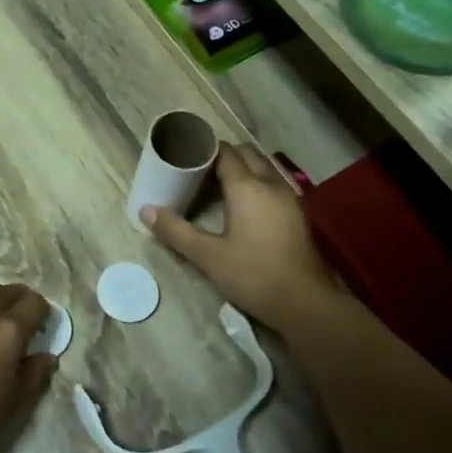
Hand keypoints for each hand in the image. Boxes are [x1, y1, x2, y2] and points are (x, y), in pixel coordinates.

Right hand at [144, 144, 342, 328]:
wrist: (306, 303)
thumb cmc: (253, 274)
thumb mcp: (208, 256)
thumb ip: (176, 231)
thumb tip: (145, 210)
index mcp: (247, 187)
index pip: (225, 152)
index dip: (205, 150)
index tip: (185, 156)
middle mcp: (270, 184)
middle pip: (247, 154)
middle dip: (224, 156)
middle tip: (199, 170)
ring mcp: (289, 198)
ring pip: (263, 168)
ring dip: (243, 169)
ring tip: (218, 186)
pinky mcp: (298, 215)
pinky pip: (273, 184)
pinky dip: (257, 184)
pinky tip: (244, 206)